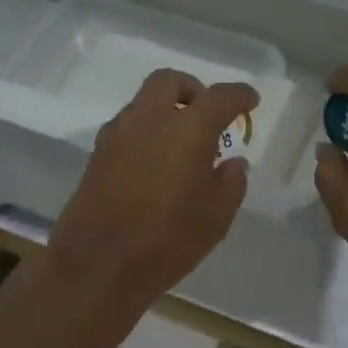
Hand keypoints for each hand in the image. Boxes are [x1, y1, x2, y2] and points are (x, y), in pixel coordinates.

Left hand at [48, 69, 259, 305]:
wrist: (96, 265)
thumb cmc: (167, 240)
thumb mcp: (216, 217)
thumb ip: (231, 182)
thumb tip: (232, 163)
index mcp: (188, 129)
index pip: (220, 97)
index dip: (239, 95)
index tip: (251, 100)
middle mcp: (150, 119)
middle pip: (170, 81)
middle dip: (193, 89)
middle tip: (207, 113)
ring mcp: (118, 134)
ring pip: (144, 102)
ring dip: (166, 111)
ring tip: (182, 144)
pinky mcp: (97, 154)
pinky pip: (128, 127)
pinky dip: (147, 132)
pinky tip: (155, 163)